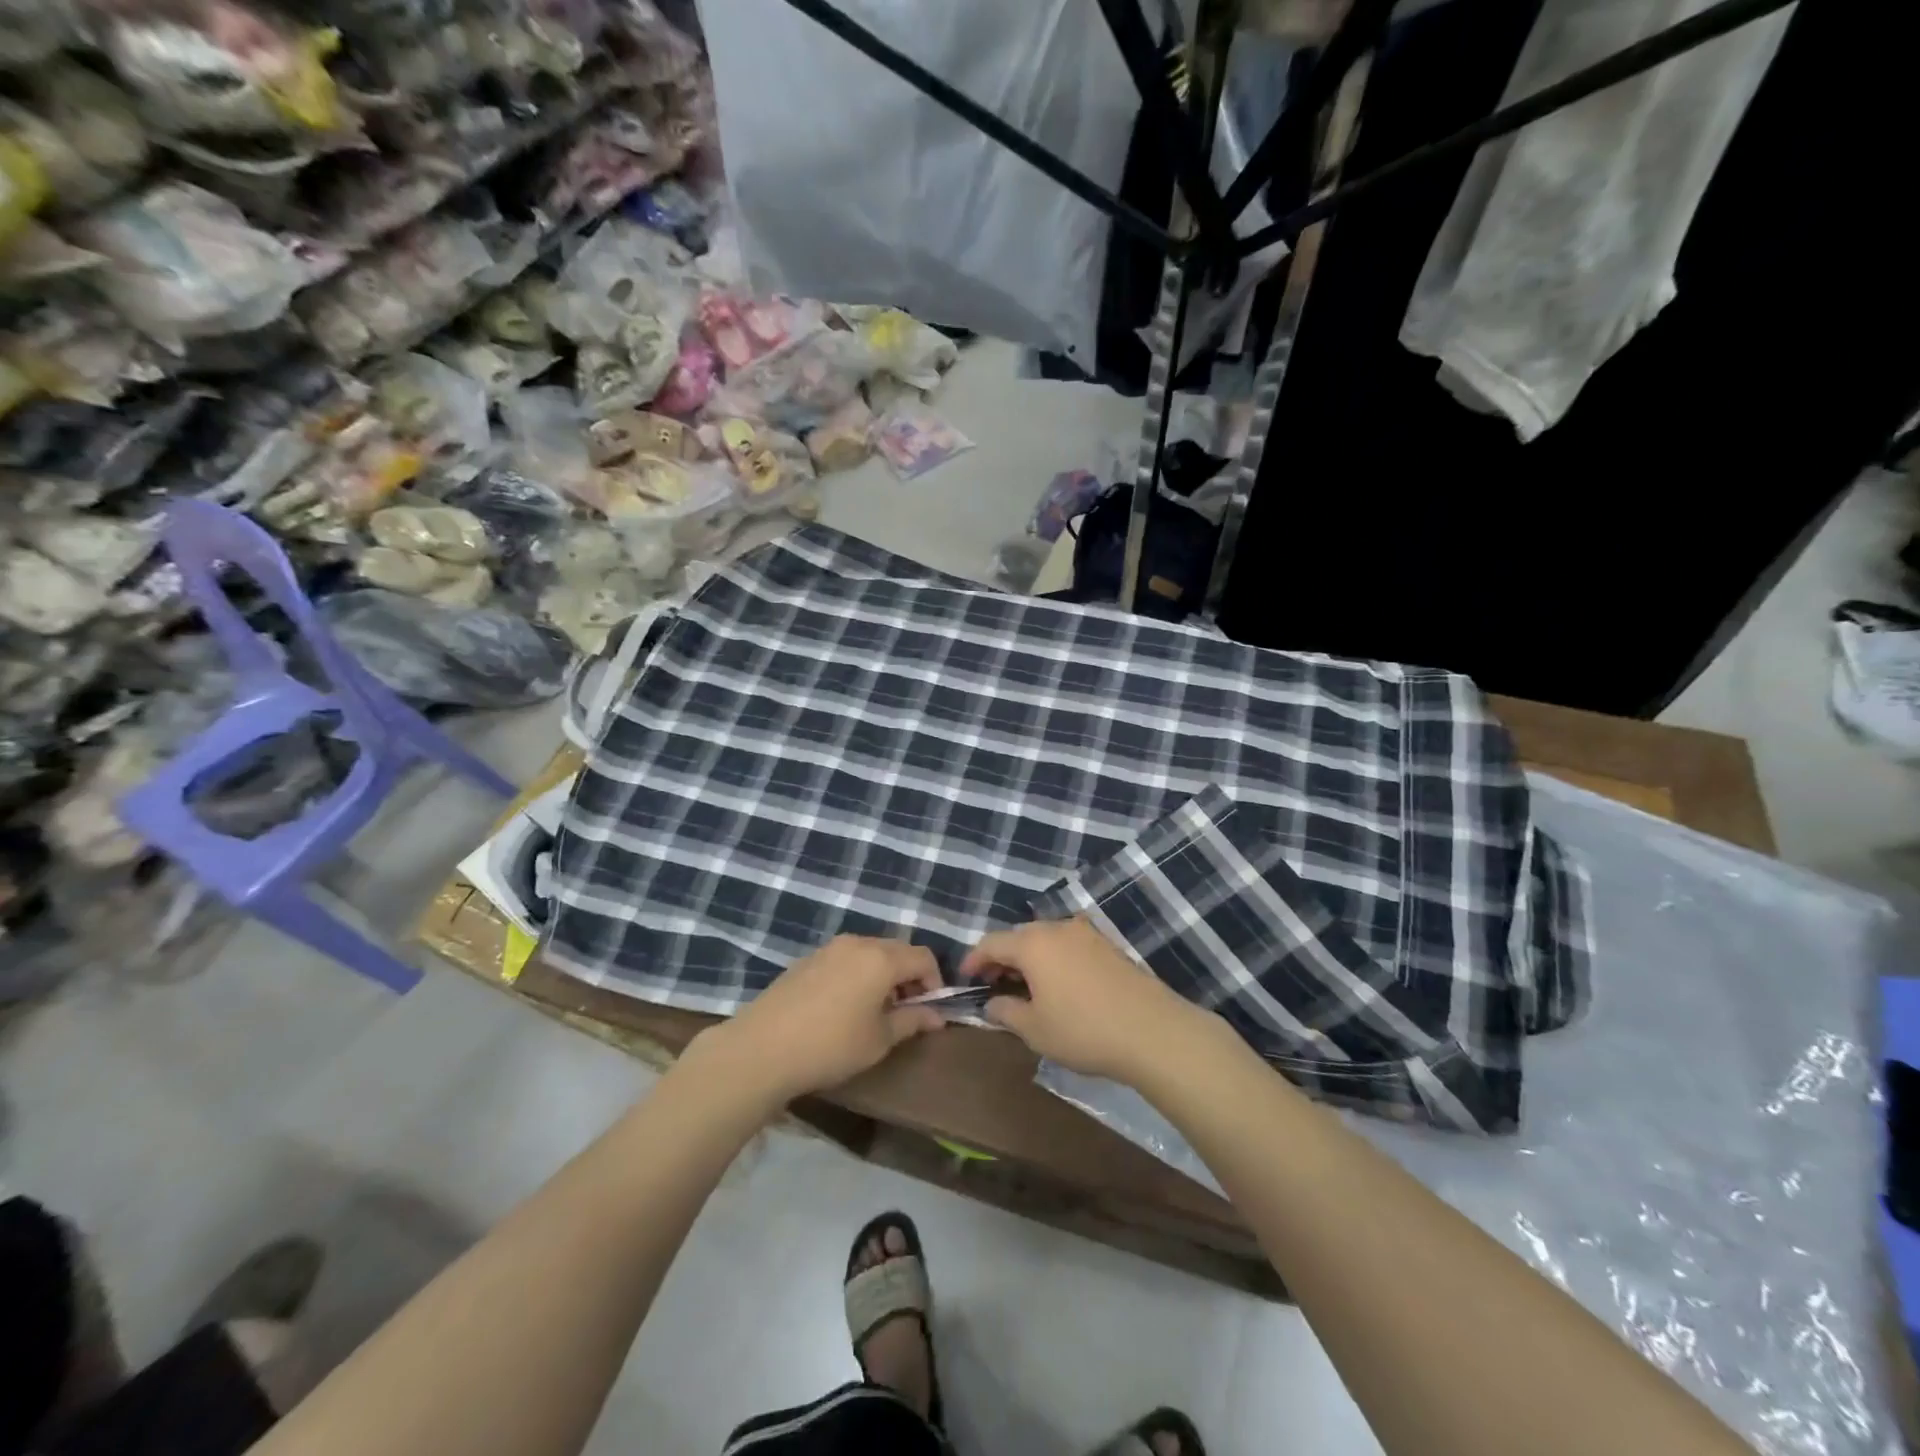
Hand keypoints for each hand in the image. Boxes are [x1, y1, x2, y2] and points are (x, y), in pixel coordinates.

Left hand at [708, 935, 945, 1102]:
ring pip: (870, 952)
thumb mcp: (880, 1039)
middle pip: (897, 949)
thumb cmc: (831, 1045)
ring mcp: (829, 948)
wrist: (762, 1048)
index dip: (934, 981)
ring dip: (883, 974)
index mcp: (882, 958)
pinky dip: (858, 974)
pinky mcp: (807, 959)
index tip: (929, 1010)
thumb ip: (913, 1021)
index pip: (923, 957)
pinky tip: (844, 1006)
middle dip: (909, 976)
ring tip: (875, 1010)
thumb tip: (937, 1016)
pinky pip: (846, 958)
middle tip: (905, 1010)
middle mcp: (858, 943)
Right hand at [959, 917, 1215, 1084]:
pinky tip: (1058, 985)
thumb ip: (1006, 1012)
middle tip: (994, 984)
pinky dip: (1054, 960)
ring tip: (1026, 987)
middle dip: (1003, 958)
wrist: (1152, 1030)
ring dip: (1030, 958)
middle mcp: (1057, 928)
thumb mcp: (1035, 1029)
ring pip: (1046, 939)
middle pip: (1019, 937)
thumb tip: (992, 1003)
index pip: (991, 943)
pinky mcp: (1108, 946)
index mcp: (1033, 944)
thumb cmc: (1083, 1030)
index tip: (965, 978)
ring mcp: (1086, 934)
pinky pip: (1068, 946)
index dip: (974, 959)